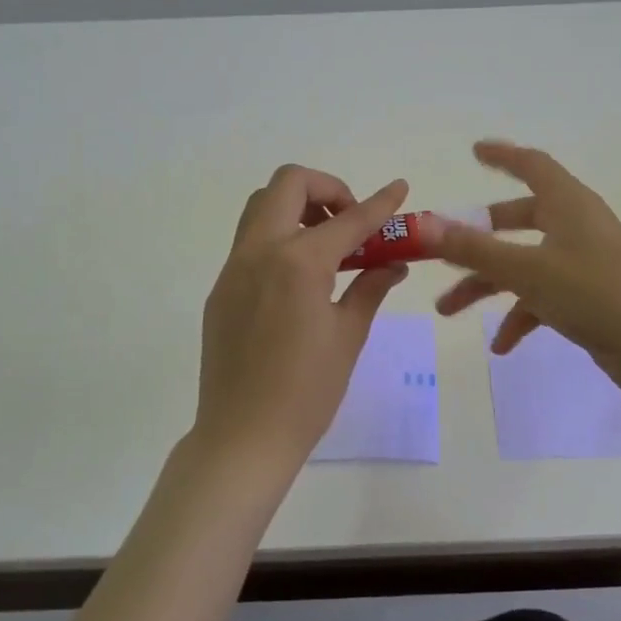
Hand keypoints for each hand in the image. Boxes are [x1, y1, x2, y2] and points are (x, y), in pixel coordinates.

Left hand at [192, 164, 411, 473]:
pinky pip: (250, 242)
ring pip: (261, 207)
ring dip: (297, 208)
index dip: (380, 203)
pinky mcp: (221, 289)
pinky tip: (300, 279)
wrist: (243, 436)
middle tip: (349, 223)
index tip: (399, 187)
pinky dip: (279, 238)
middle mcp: (260, 251)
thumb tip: (393, 264)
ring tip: (327, 245)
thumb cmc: (307, 391)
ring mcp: (234, 268)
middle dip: (326, 189)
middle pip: (288, 184)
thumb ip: (370, 288)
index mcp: (298, 263)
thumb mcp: (348, 336)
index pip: (349, 220)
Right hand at [425, 142, 620, 399]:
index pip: (532, 166)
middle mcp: (576, 227)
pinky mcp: (590, 298)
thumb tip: (424, 225)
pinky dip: (520, 316)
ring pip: (524, 265)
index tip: (474, 151)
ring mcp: (584, 264)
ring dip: (487, 285)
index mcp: (568, 204)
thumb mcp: (528, 270)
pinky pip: (543, 298)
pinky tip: (503, 346)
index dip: (503, 156)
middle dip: (477, 239)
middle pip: (518, 220)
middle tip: (443, 250)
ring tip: (449, 311)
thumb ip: (474, 249)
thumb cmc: (597, 294)